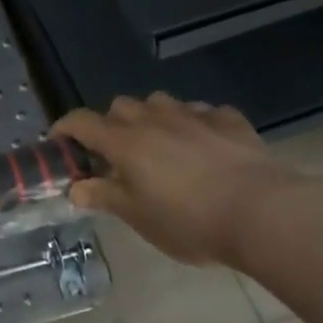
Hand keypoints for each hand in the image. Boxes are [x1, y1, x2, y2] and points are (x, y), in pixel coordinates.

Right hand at [53, 94, 308, 265]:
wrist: (262, 213)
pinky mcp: (229, 121)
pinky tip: (203, 143)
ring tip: (159, 143)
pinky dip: (195, 123)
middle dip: (111, 124)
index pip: (81, 122)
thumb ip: (105, 197)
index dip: (65, 129)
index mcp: (123, 142)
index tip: (60, 142)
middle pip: (119, 106)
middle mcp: (153, 119)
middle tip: (115, 153)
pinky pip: (203, 112)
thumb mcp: (138, 217)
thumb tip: (75, 189)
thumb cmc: (189, 221)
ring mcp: (193, 116)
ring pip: (159, 102)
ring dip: (151, 117)